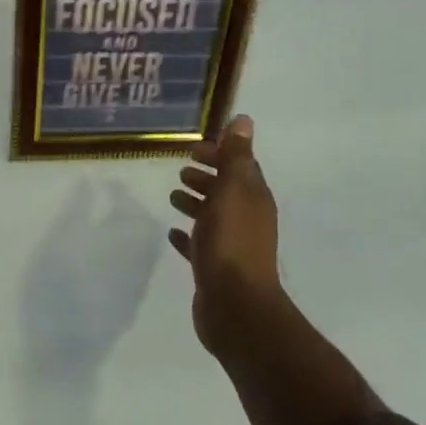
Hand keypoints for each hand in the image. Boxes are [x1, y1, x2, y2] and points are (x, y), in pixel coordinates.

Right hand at [168, 115, 281, 356]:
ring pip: (213, 217)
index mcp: (253, 199)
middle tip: (182, 169)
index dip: (220, 154)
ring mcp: (231, 246)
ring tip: (173, 196)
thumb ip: (235, 157)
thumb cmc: (231, 242)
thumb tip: (243, 120)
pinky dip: (188, 236)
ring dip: (196, 203)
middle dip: (207, 177)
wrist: (234, 305)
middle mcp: (246, 220)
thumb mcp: (232, 191)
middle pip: (227, 191)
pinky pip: (200, 246)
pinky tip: (171, 233)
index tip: (193, 148)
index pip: (239, 167)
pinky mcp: (214, 269)